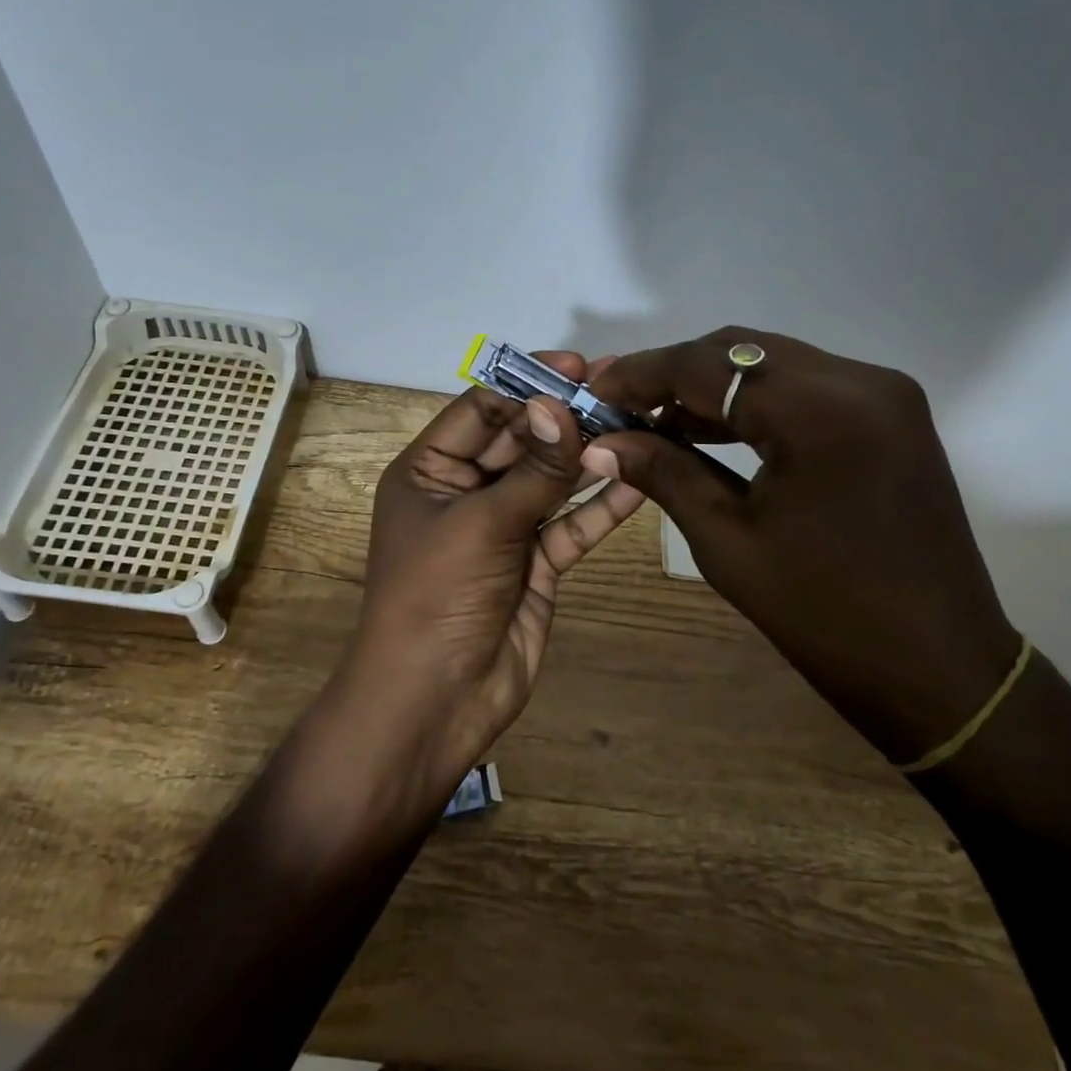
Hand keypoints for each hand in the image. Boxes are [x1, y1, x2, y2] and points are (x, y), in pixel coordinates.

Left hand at [337, 353, 646, 798]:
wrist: (434, 702)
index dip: (528, 387)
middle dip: (567, 419)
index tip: (578, 368)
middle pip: (522, 442)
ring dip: (590, 458)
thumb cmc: (436, 597)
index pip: (482, 411)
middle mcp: (466, 493)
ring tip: (641, 425)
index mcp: (430, 472)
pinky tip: (639, 481)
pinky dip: (601, 507)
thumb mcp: (481, 524)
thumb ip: (531, 469)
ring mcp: (504, 530)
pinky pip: (571, 526)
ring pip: (552, 482)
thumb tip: (560, 405)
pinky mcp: (536, 564)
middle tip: (623, 391)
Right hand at [581, 328, 1020, 765]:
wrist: (937, 666)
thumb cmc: (824, 614)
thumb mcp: (727, 542)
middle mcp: (858, 380)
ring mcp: (883, 393)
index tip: (593, 393)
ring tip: (656, 422)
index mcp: (820, 411)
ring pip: (772, 364)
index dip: (640, 375)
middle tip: (621, 409)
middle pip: (740, 351)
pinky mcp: (891, 414)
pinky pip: (805, 387)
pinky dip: (754, 402)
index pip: (707, 365)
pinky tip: (712, 430)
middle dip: (673, 375)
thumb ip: (663, 473)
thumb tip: (602, 442)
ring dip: (712, 387)